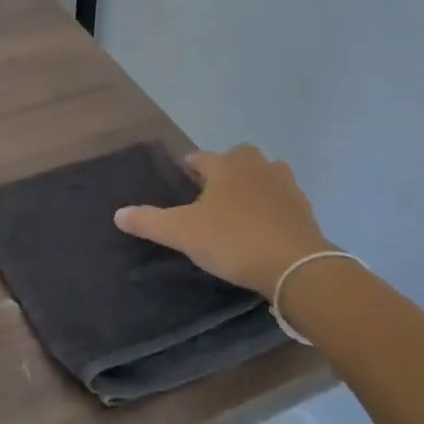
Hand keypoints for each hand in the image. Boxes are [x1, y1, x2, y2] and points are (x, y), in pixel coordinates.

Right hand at [114, 145, 333, 296]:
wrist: (295, 266)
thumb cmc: (233, 240)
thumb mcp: (183, 233)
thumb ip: (150, 221)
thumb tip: (118, 213)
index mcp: (226, 166)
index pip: (201, 158)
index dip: (191, 166)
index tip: (185, 174)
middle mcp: (256, 166)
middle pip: (238, 158)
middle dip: (226, 169)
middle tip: (213, 192)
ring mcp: (285, 185)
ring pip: (265, 175)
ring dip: (253, 185)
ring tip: (241, 207)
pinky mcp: (305, 208)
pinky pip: (283, 200)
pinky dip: (273, 207)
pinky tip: (265, 226)